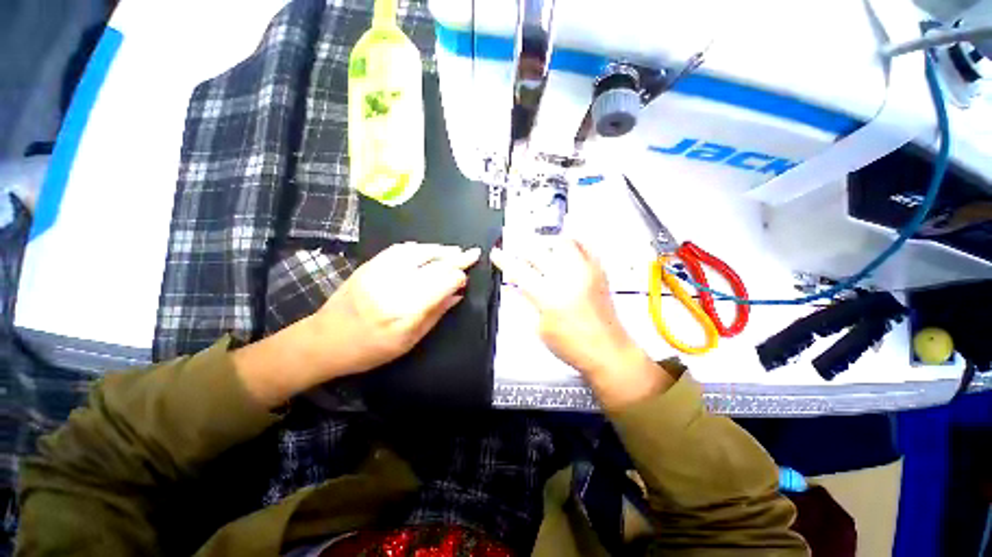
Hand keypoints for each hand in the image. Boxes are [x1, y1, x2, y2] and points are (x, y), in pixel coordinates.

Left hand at [234, 243, 478, 406]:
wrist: (325, 340)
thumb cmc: (370, 349)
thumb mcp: (410, 340)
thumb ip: (436, 314)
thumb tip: (458, 294)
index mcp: (407, 309)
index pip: (444, 281)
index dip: (458, 278)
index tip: (465, 280)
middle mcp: (395, 284)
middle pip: (434, 264)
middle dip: (457, 258)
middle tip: (473, 253)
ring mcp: (380, 271)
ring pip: (419, 251)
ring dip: (440, 249)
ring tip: (455, 251)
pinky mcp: (370, 265)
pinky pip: (400, 248)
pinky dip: (420, 247)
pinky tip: (429, 250)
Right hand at [491, 238, 672, 407]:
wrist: (608, 351)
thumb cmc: (571, 345)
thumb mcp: (540, 326)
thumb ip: (528, 301)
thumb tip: (518, 285)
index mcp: (548, 296)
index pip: (519, 270)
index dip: (504, 260)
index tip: (496, 253)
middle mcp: (567, 278)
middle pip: (538, 250)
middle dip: (522, 247)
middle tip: (516, 250)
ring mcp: (586, 272)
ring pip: (562, 242)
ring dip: (546, 242)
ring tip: (539, 248)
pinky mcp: (599, 272)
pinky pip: (585, 246)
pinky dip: (571, 243)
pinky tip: (564, 248)